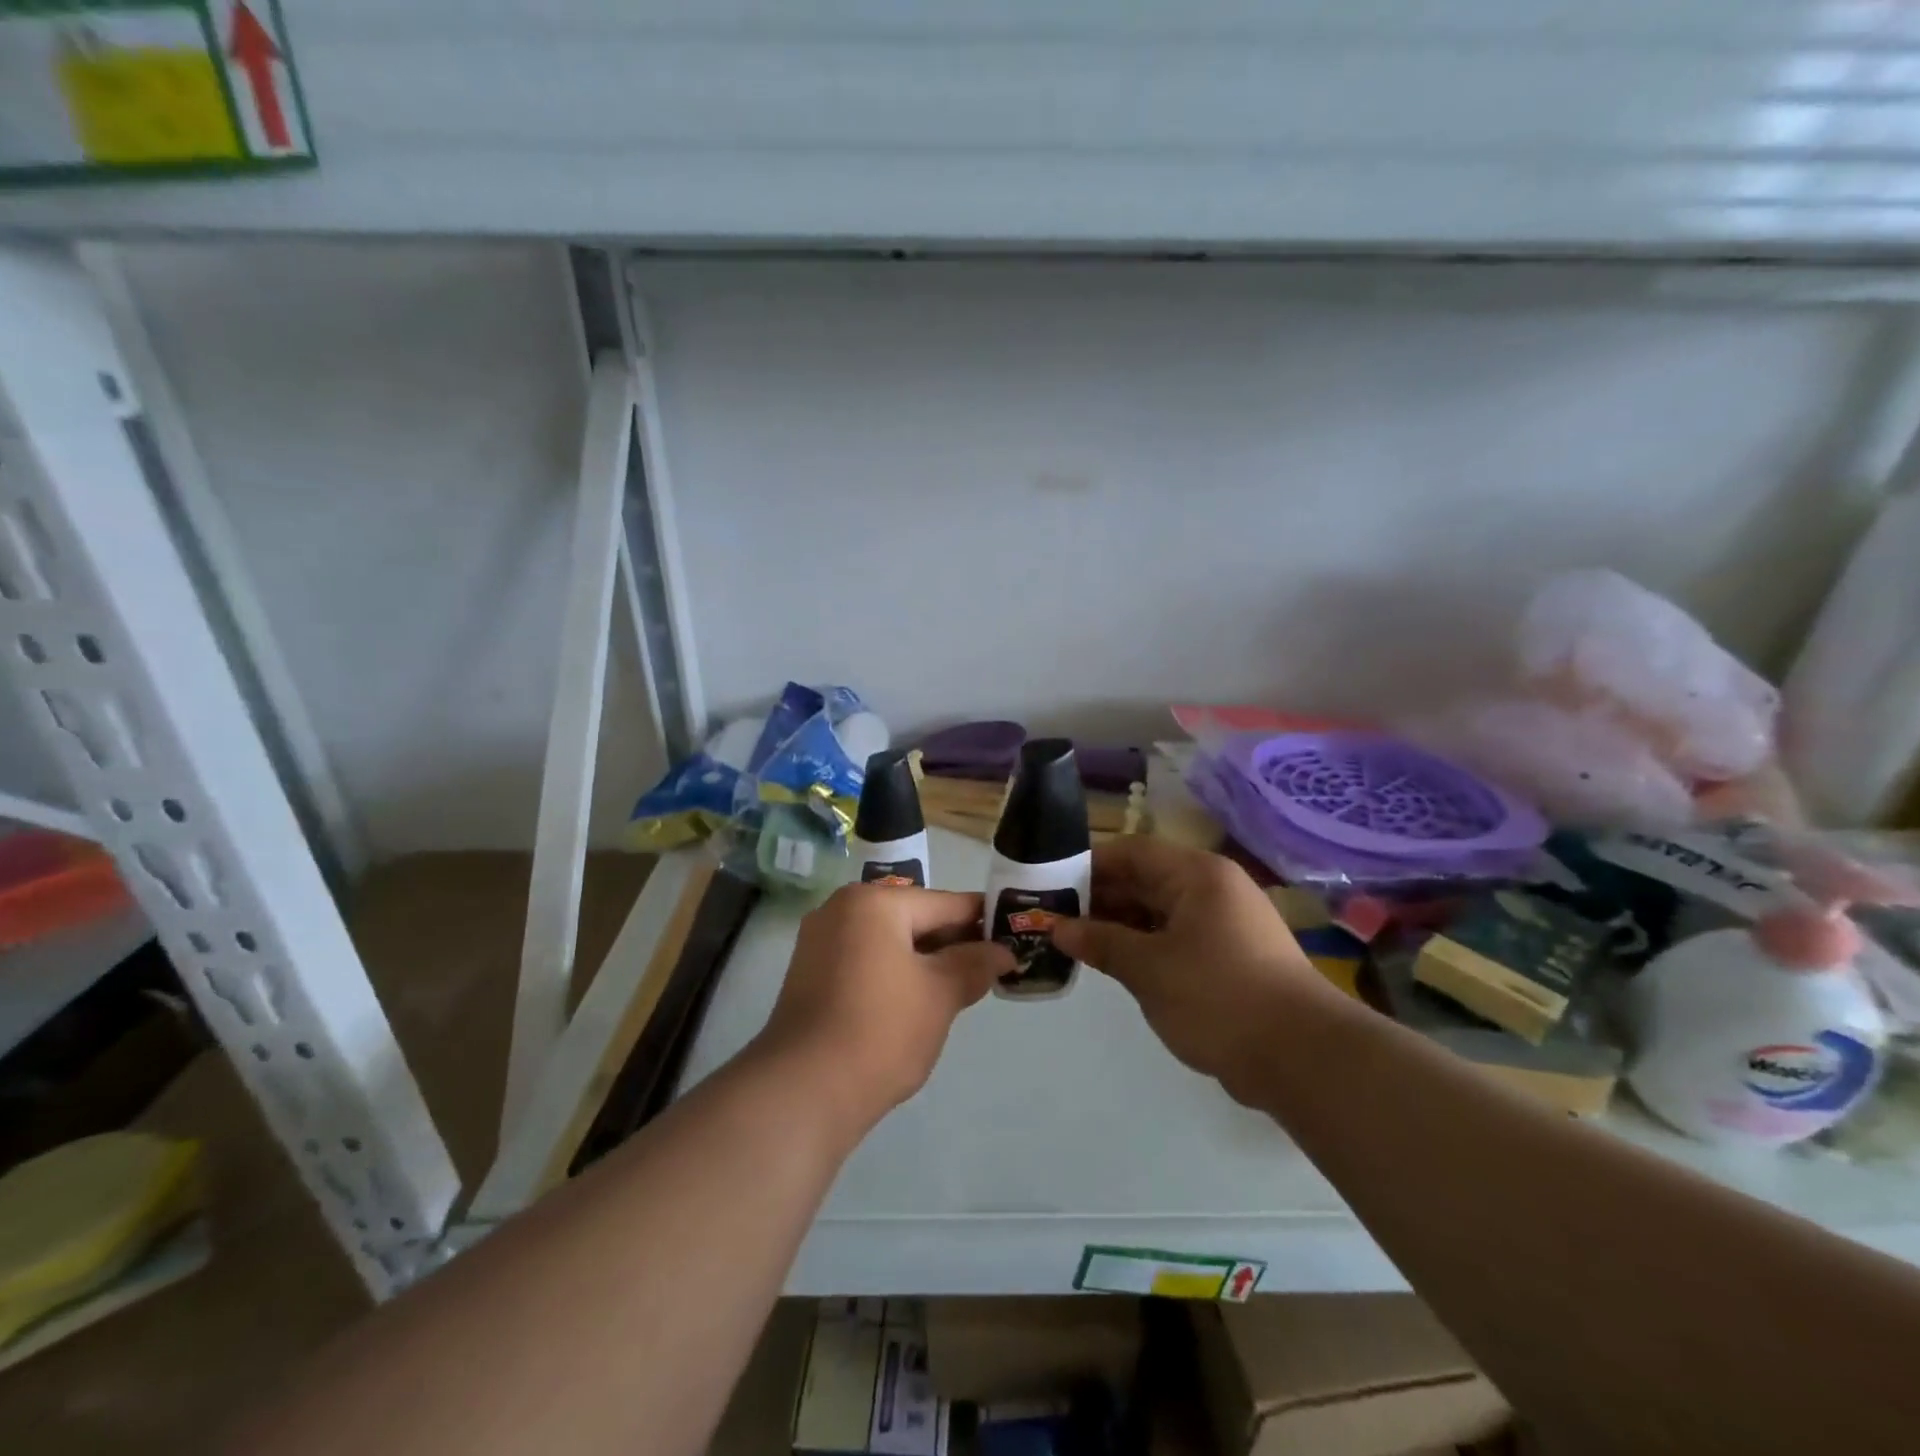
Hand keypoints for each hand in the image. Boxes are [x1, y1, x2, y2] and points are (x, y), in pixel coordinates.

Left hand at [756, 884, 1013, 1135]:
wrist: (802, 1091)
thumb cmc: (881, 1031)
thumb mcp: (940, 995)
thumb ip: (973, 964)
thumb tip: (1001, 951)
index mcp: (874, 903)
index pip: (943, 903)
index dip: (982, 920)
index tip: (1014, 935)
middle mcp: (842, 909)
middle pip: (913, 918)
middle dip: (953, 943)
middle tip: (991, 968)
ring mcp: (820, 941)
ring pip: (889, 941)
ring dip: (925, 960)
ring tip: (960, 987)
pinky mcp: (810, 973)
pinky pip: (866, 959)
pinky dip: (895, 972)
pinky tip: (918, 1000)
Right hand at [1049, 837, 1337, 1100]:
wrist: (1302, 1057)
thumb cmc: (1218, 996)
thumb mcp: (1148, 968)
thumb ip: (1101, 942)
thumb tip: (1058, 928)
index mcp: (1197, 875)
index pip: (1132, 852)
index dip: (1089, 865)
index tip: (1051, 885)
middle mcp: (1212, 889)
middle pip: (1145, 880)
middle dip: (1100, 899)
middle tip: (1055, 918)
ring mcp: (1224, 924)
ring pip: (1158, 912)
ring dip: (1119, 925)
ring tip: (1075, 943)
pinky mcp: (1229, 956)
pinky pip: (1175, 938)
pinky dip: (1144, 946)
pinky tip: (1114, 964)